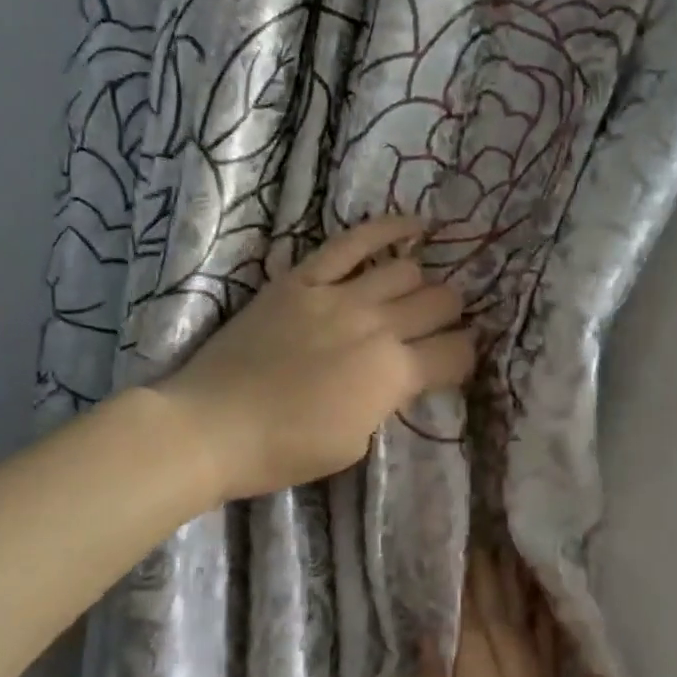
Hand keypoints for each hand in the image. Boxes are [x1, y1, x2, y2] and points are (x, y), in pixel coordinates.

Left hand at [154, 216, 474, 502]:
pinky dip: (388, 230)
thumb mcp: (356, 442)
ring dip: (421, 284)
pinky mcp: (303, 278)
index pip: (457, 352)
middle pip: (441, 302)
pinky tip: (415, 226)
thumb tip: (399, 376)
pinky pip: (352, 242)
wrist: (211, 426)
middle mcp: (378, 326)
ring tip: (414, 294)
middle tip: (435, 330)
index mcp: (394, 374)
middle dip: (450, 317)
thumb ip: (387, 401)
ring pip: (407, 270)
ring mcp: (339, 295)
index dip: (464, 358)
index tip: (453, 363)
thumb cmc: (285, 450)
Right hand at [405, 549, 582, 676]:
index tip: (461, 543)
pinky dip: (546, 632)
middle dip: (494, 579)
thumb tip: (433, 643)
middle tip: (486, 535)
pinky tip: (546, 615)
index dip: (466, 586)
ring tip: (516, 556)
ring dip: (522, 595)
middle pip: (505, 626)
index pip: (473, 630)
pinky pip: (550, 667)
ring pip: (531, 639)